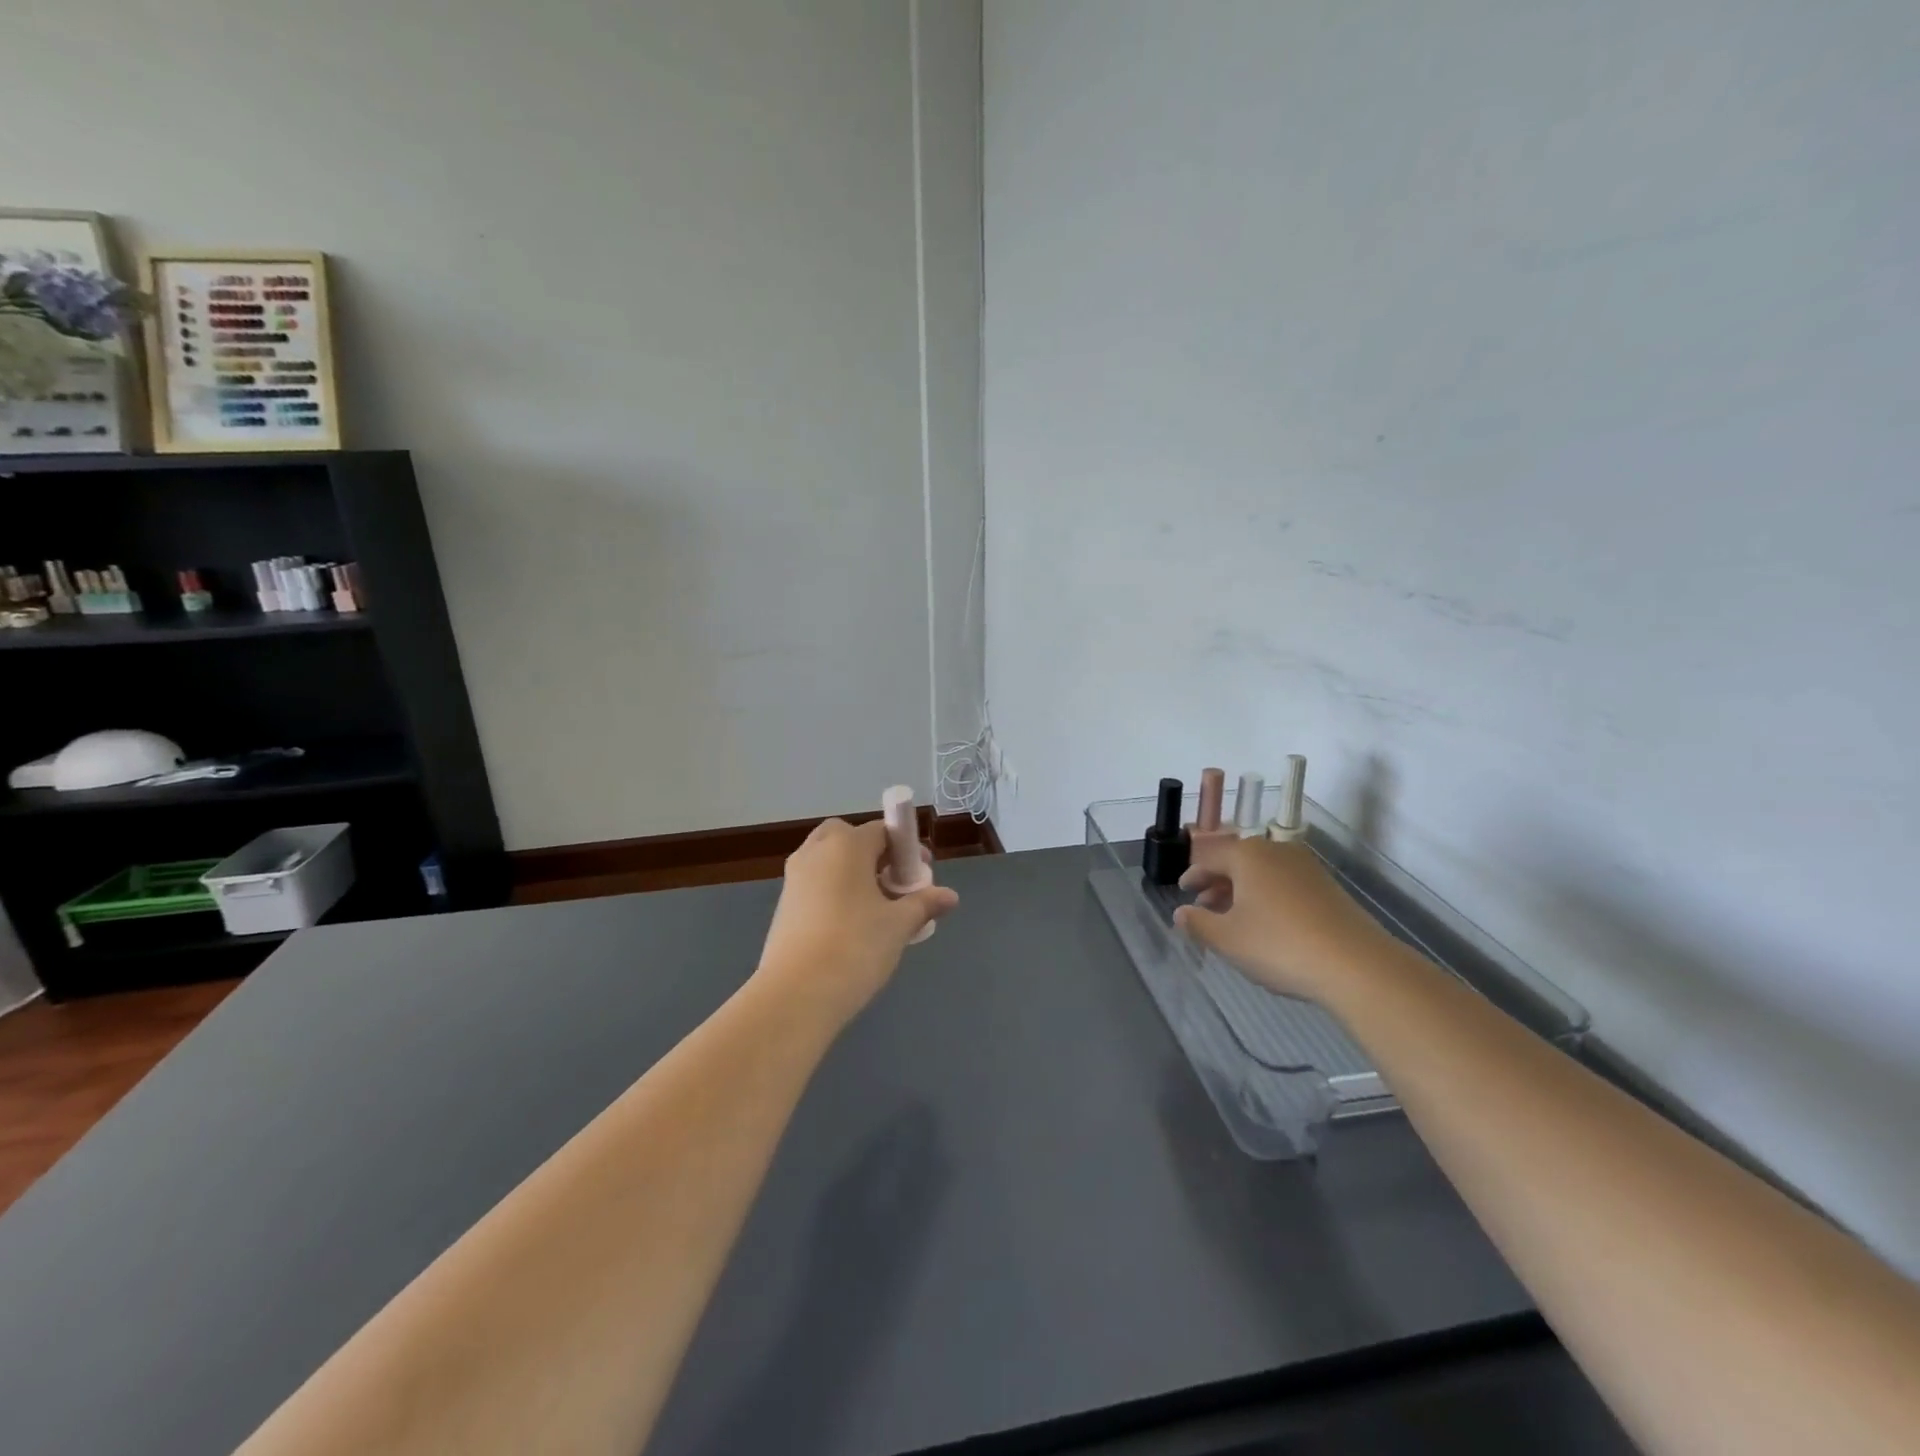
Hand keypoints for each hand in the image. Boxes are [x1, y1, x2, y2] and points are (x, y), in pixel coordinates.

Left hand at [755, 818, 958, 1021]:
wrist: (795, 995)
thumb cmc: (855, 947)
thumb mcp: (898, 925)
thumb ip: (924, 904)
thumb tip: (950, 896)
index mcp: (846, 845)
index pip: (881, 830)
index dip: (906, 848)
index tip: (921, 875)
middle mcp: (815, 852)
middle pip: (847, 837)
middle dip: (872, 853)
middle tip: (893, 884)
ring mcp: (794, 878)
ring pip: (827, 860)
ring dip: (852, 872)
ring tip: (875, 909)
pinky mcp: (783, 905)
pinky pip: (814, 884)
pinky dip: (833, 891)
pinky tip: (849, 926)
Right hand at [1172, 836, 1395, 1003]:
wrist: (1357, 966)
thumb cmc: (1279, 945)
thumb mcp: (1227, 939)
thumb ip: (1198, 923)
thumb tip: (1181, 913)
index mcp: (1247, 855)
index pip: (1208, 856)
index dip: (1192, 874)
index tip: (1183, 892)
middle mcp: (1276, 851)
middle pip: (1237, 860)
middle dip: (1217, 882)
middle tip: (1204, 906)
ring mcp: (1306, 867)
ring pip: (1263, 872)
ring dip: (1242, 890)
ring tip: (1233, 918)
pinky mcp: (1328, 887)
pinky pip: (1285, 883)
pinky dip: (1268, 896)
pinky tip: (1268, 924)